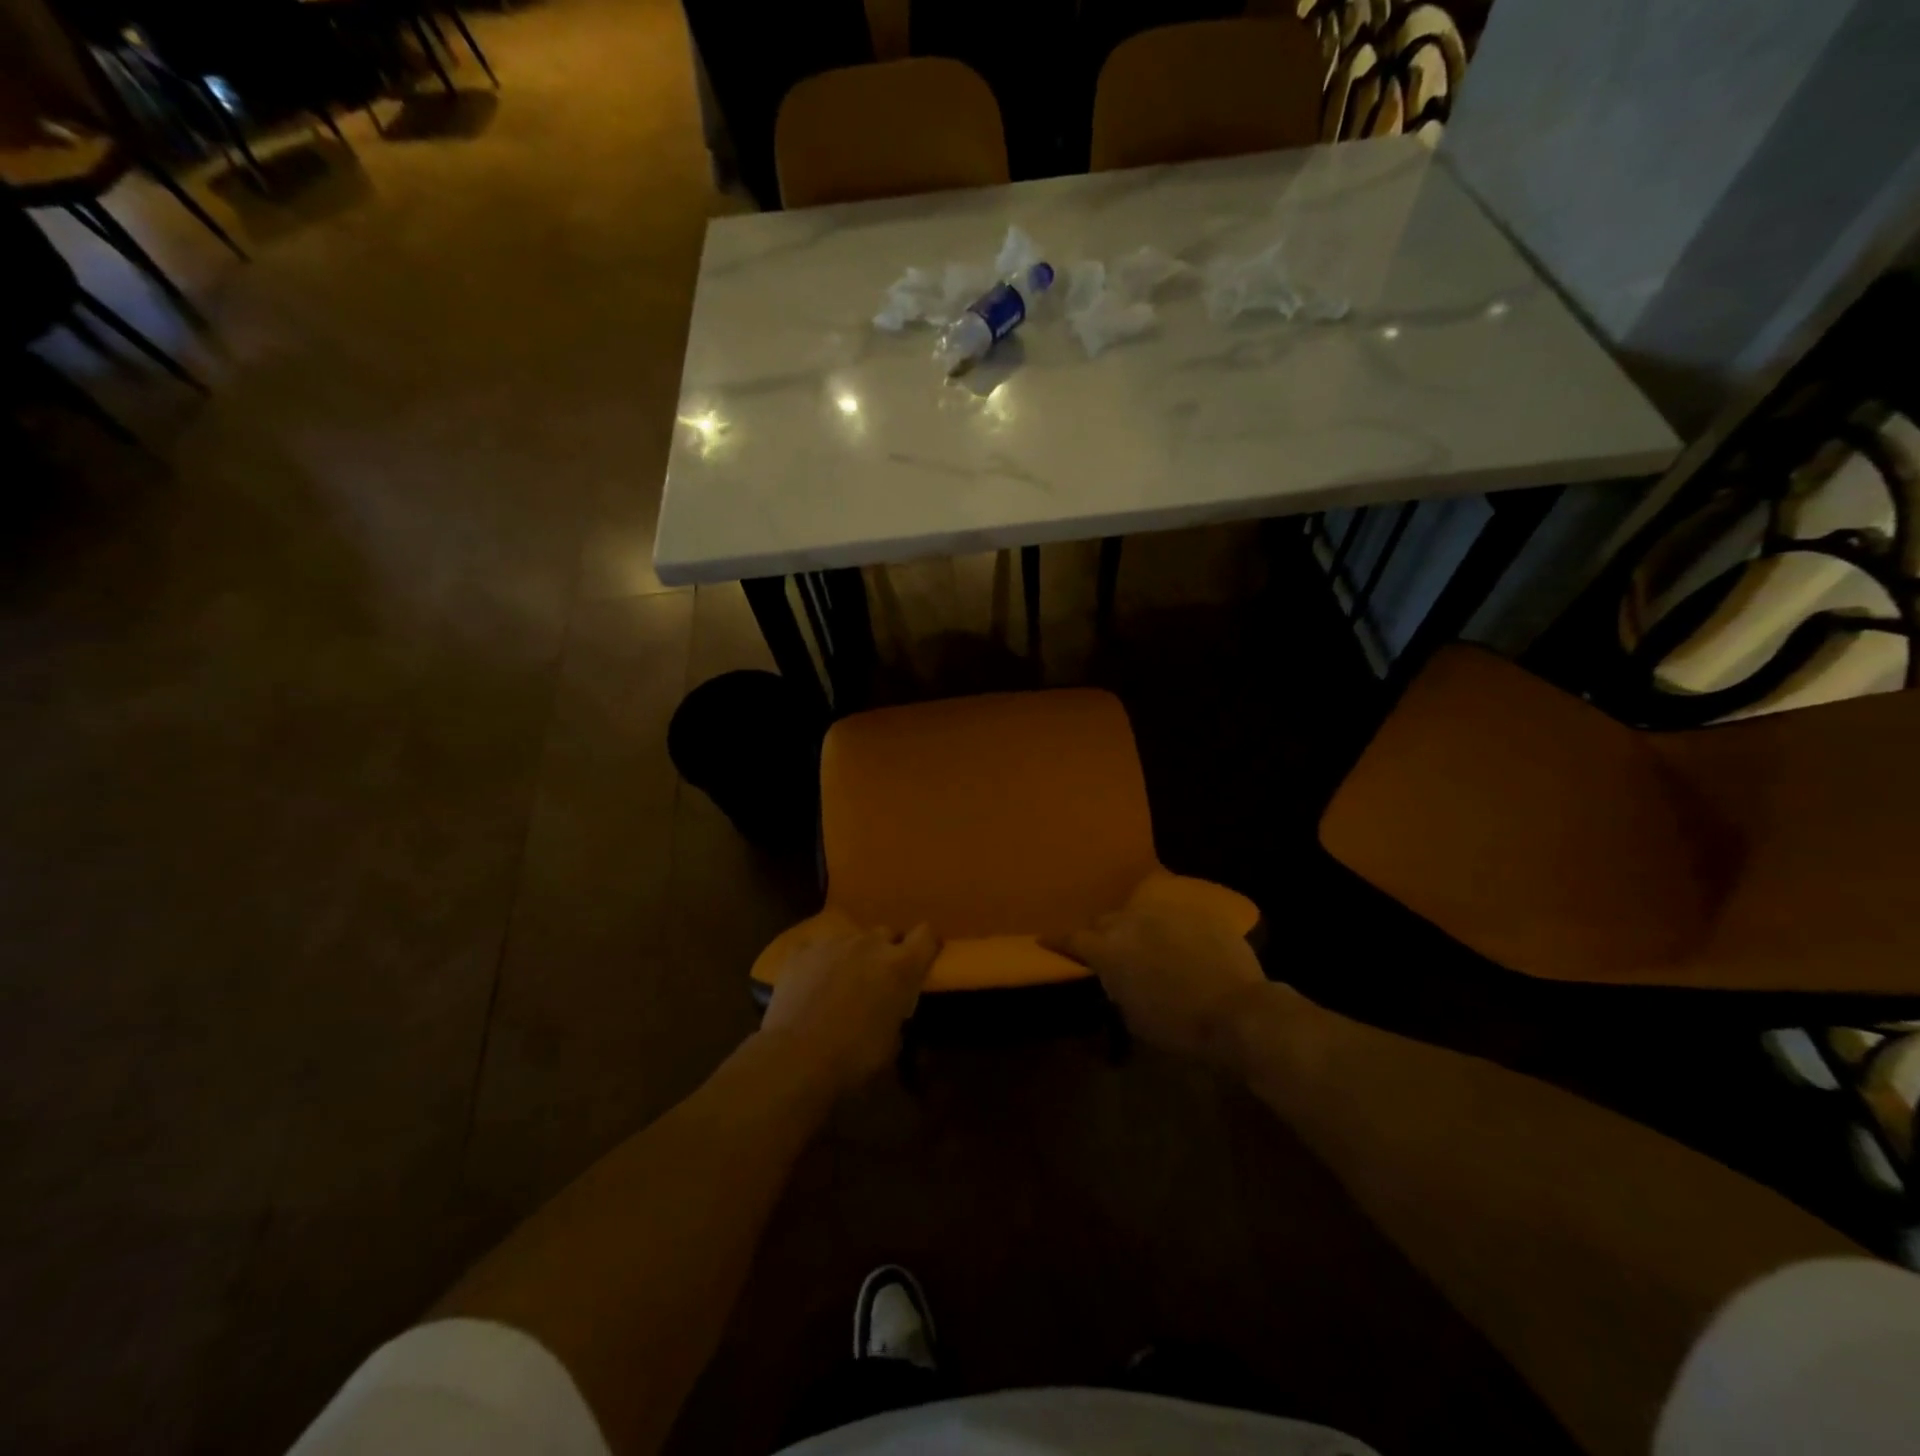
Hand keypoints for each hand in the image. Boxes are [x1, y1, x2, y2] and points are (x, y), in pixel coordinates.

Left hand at [761, 923, 938, 1093]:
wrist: (796, 1057)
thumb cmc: (854, 1057)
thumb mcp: (893, 1043)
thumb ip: (897, 1013)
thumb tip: (891, 1010)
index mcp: (901, 965)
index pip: (927, 935)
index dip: (926, 945)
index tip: (922, 960)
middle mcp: (870, 944)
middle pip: (888, 933)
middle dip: (887, 951)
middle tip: (879, 978)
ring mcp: (833, 943)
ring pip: (853, 939)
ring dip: (854, 955)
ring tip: (842, 982)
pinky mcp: (802, 950)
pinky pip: (818, 948)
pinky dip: (820, 961)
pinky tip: (812, 984)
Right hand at [1045, 900, 1271, 1069]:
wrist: (1238, 1011)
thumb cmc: (1178, 1025)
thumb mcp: (1133, 1016)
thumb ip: (1116, 986)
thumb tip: (1114, 977)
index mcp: (1108, 950)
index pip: (1072, 938)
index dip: (1058, 941)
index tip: (1047, 940)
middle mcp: (1131, 922)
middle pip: (1104, 921)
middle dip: (1100, 934)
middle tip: (1105, 950)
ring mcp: (1165, 912)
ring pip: (1138, 914)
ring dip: (1134, 928)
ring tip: (1143, 944)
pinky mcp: (1196, 911)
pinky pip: (1172, 916)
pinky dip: (1168, 929)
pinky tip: (1178, 944)